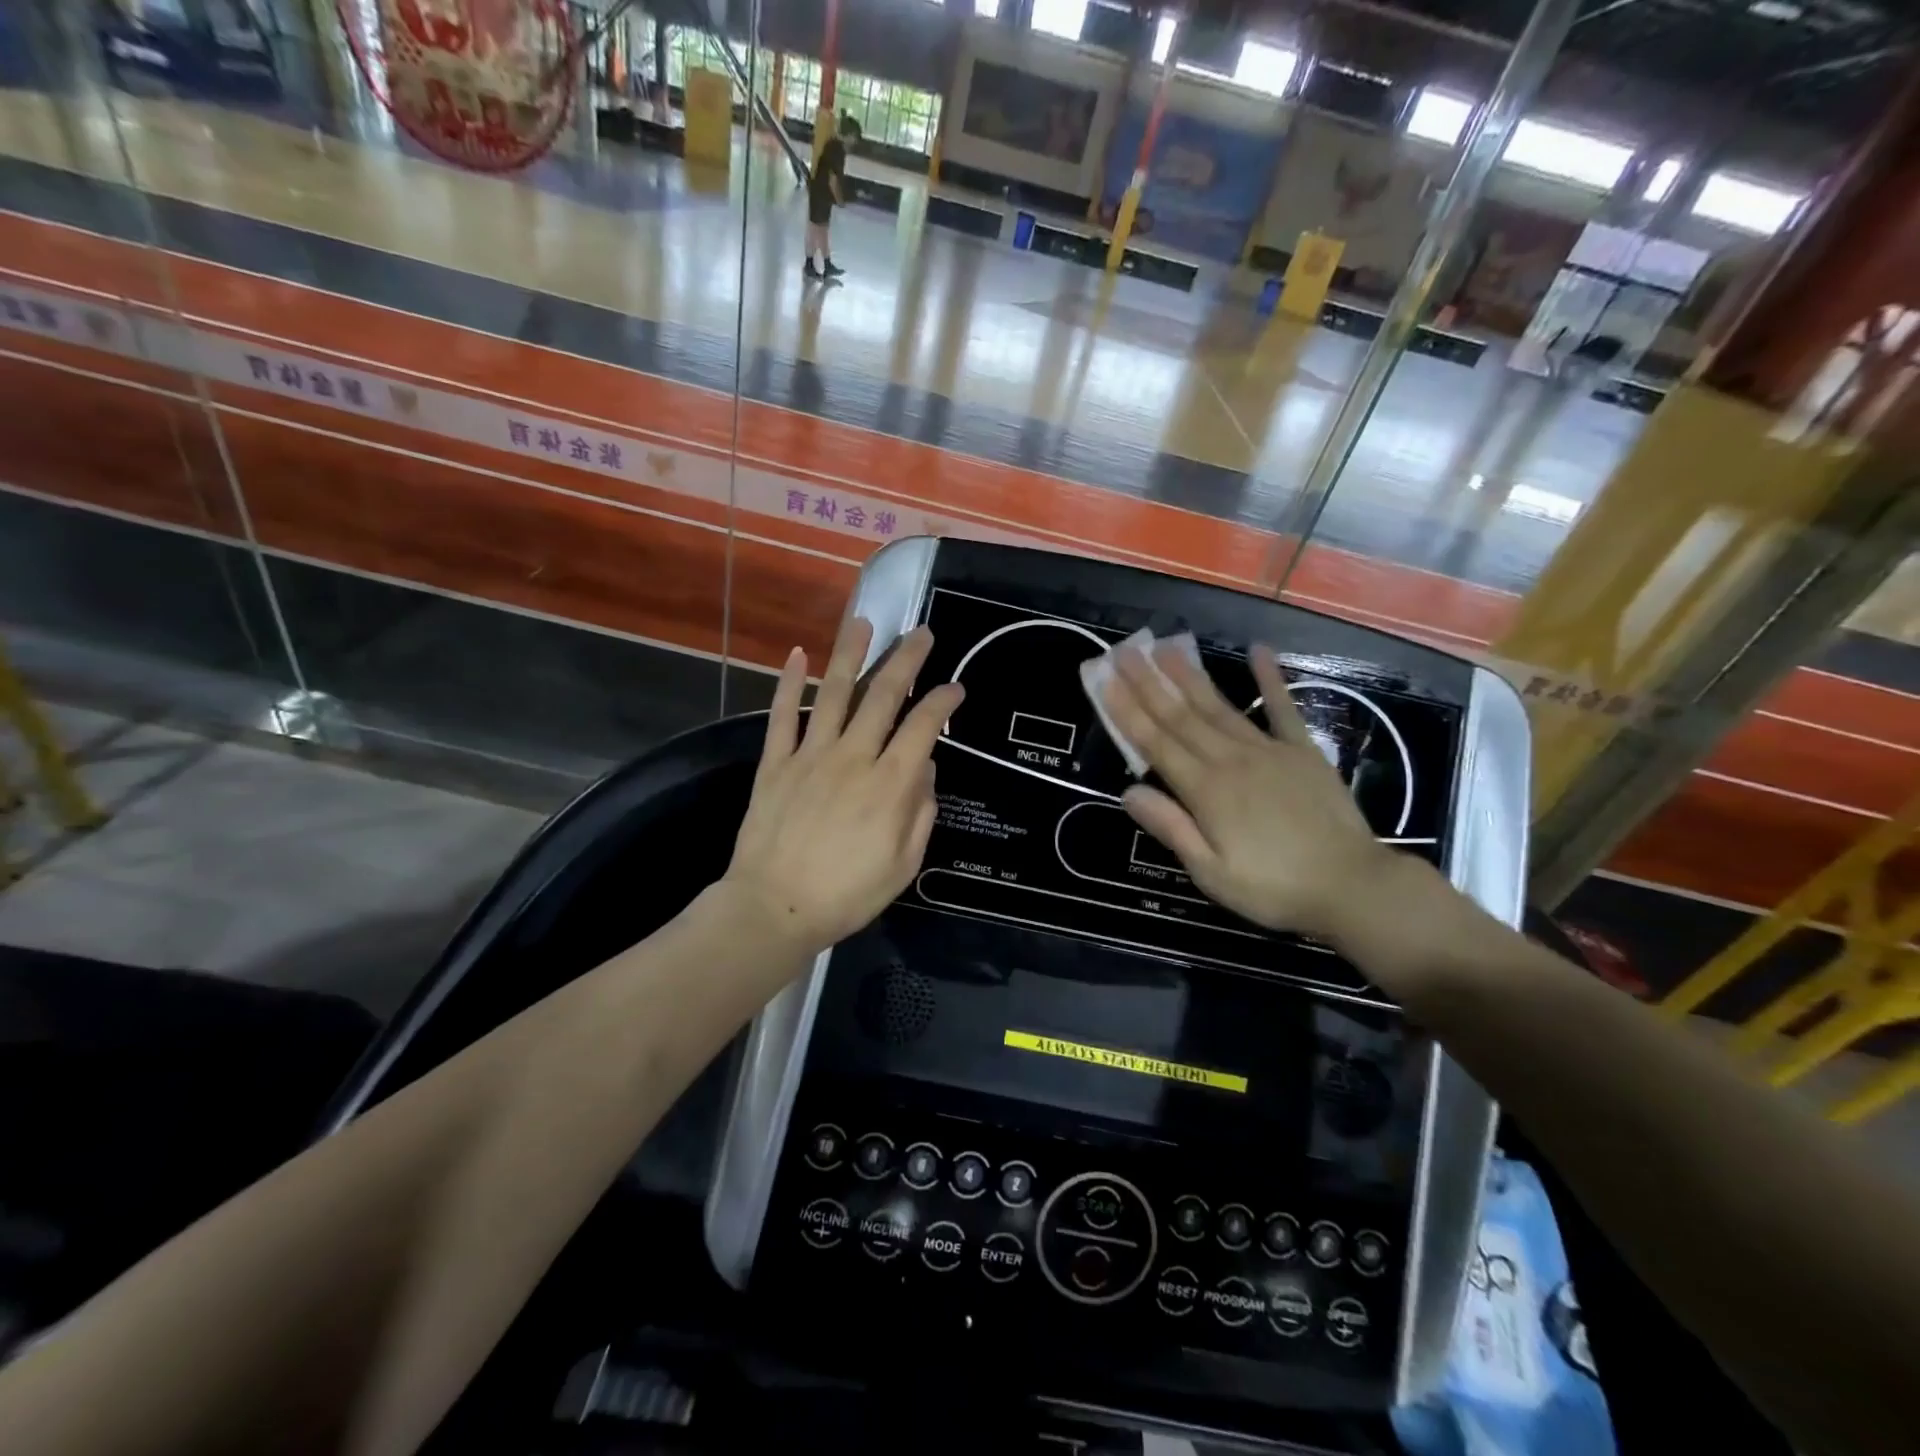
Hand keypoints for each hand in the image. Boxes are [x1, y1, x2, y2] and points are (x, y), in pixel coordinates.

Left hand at [723, 617, 963, 955]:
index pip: (923, 727)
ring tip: (863, 622)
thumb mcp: (904, 865)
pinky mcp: (775, 763)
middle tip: (920, 634)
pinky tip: (797, 655)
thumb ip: (920, 813)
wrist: (774, 908)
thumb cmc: (847, 894)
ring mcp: (811, 755)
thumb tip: (925, 770)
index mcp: (890, 784)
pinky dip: (789, 684)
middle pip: (883, 696)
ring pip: (834, 693)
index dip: (942, 701)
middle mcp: (853, 757)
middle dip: (906, 660)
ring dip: (850, 654)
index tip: (955, 687)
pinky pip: (783, 716)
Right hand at [1097, 640, 1398, 950]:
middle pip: (1181, 716)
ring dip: (1190, 676)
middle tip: (1125, 652)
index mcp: (1206, 791)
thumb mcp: (1211, 872)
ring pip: (1219, 706)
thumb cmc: (1274, 888)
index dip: (1128, 711)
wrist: (1353, 886)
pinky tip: (1258, 651)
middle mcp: (1231, 760)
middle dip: (1149, 683)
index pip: (1156, 743)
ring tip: (1167, 647)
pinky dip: (1270, 679)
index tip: (1105, 680)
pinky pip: (1282, 708)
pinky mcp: (1302, 751)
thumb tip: (1128, 792)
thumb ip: (1171, 828)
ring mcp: (1268, 750)